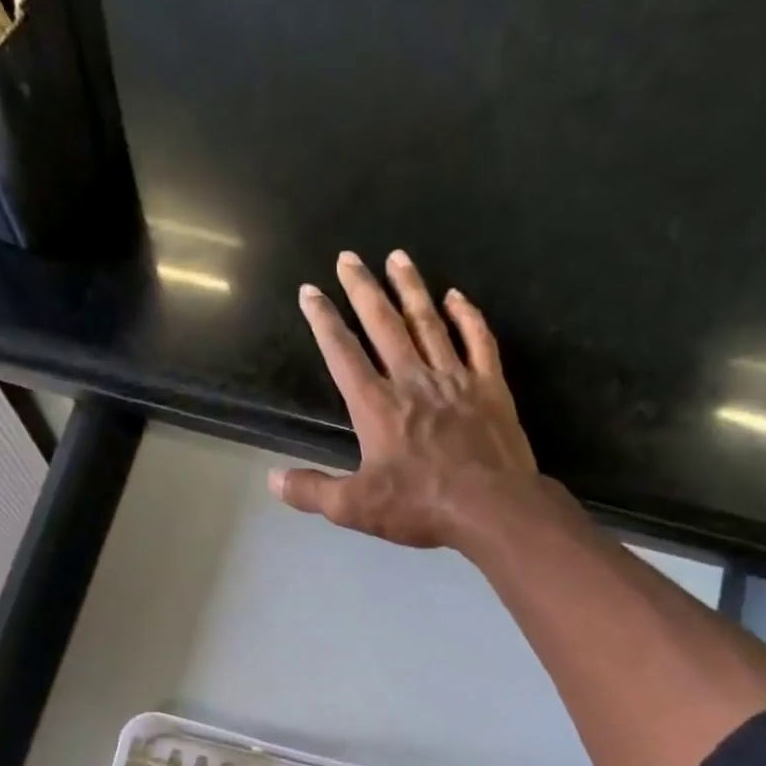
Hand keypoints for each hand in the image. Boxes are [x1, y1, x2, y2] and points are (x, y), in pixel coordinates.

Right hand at [271, 250, 541, 551]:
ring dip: (410, 288)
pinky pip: (477, 340)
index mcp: (377, 406)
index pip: (343, 354)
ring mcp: (454, 379)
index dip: (323, 321)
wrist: (492, 507)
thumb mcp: (355, 508)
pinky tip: (456, 297)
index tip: (310, 291)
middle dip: (362, 289)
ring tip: (397, 257)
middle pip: (383, 324)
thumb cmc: (421, 506)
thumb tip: (273, 479)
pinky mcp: (489, 387)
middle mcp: (412, 380)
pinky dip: (467, 316)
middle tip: (348, 257)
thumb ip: (312, 491)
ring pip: (428, 322)